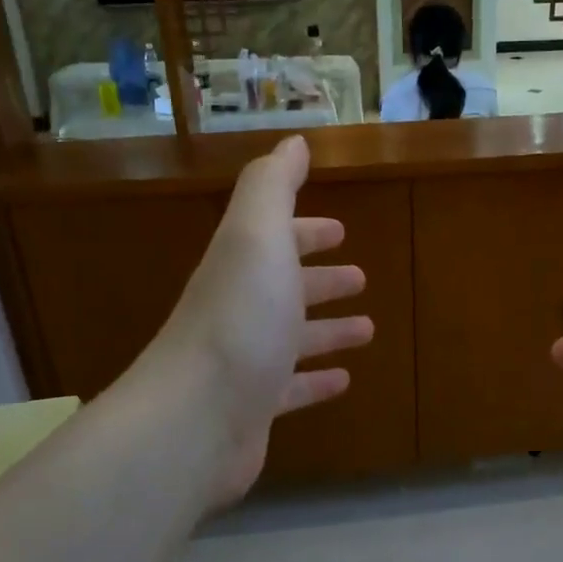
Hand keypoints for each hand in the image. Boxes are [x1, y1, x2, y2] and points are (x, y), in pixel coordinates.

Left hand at [133, 136, 372, 507]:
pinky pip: (293, 388)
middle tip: (360, 277)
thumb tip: (293, 142)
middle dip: (321, 279)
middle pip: (286, 287)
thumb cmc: (239, 319)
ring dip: (328, 329)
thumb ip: (273, 186)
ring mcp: (247, 361)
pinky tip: (345, 380)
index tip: (339, 232)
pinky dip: (318, 380)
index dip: (307, 231)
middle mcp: (241, 309)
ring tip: (367, 327)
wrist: (194, 419)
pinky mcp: (255, 408)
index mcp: (243, 266)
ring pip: (293, 337)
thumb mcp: (257, 237)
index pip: (277, 238)